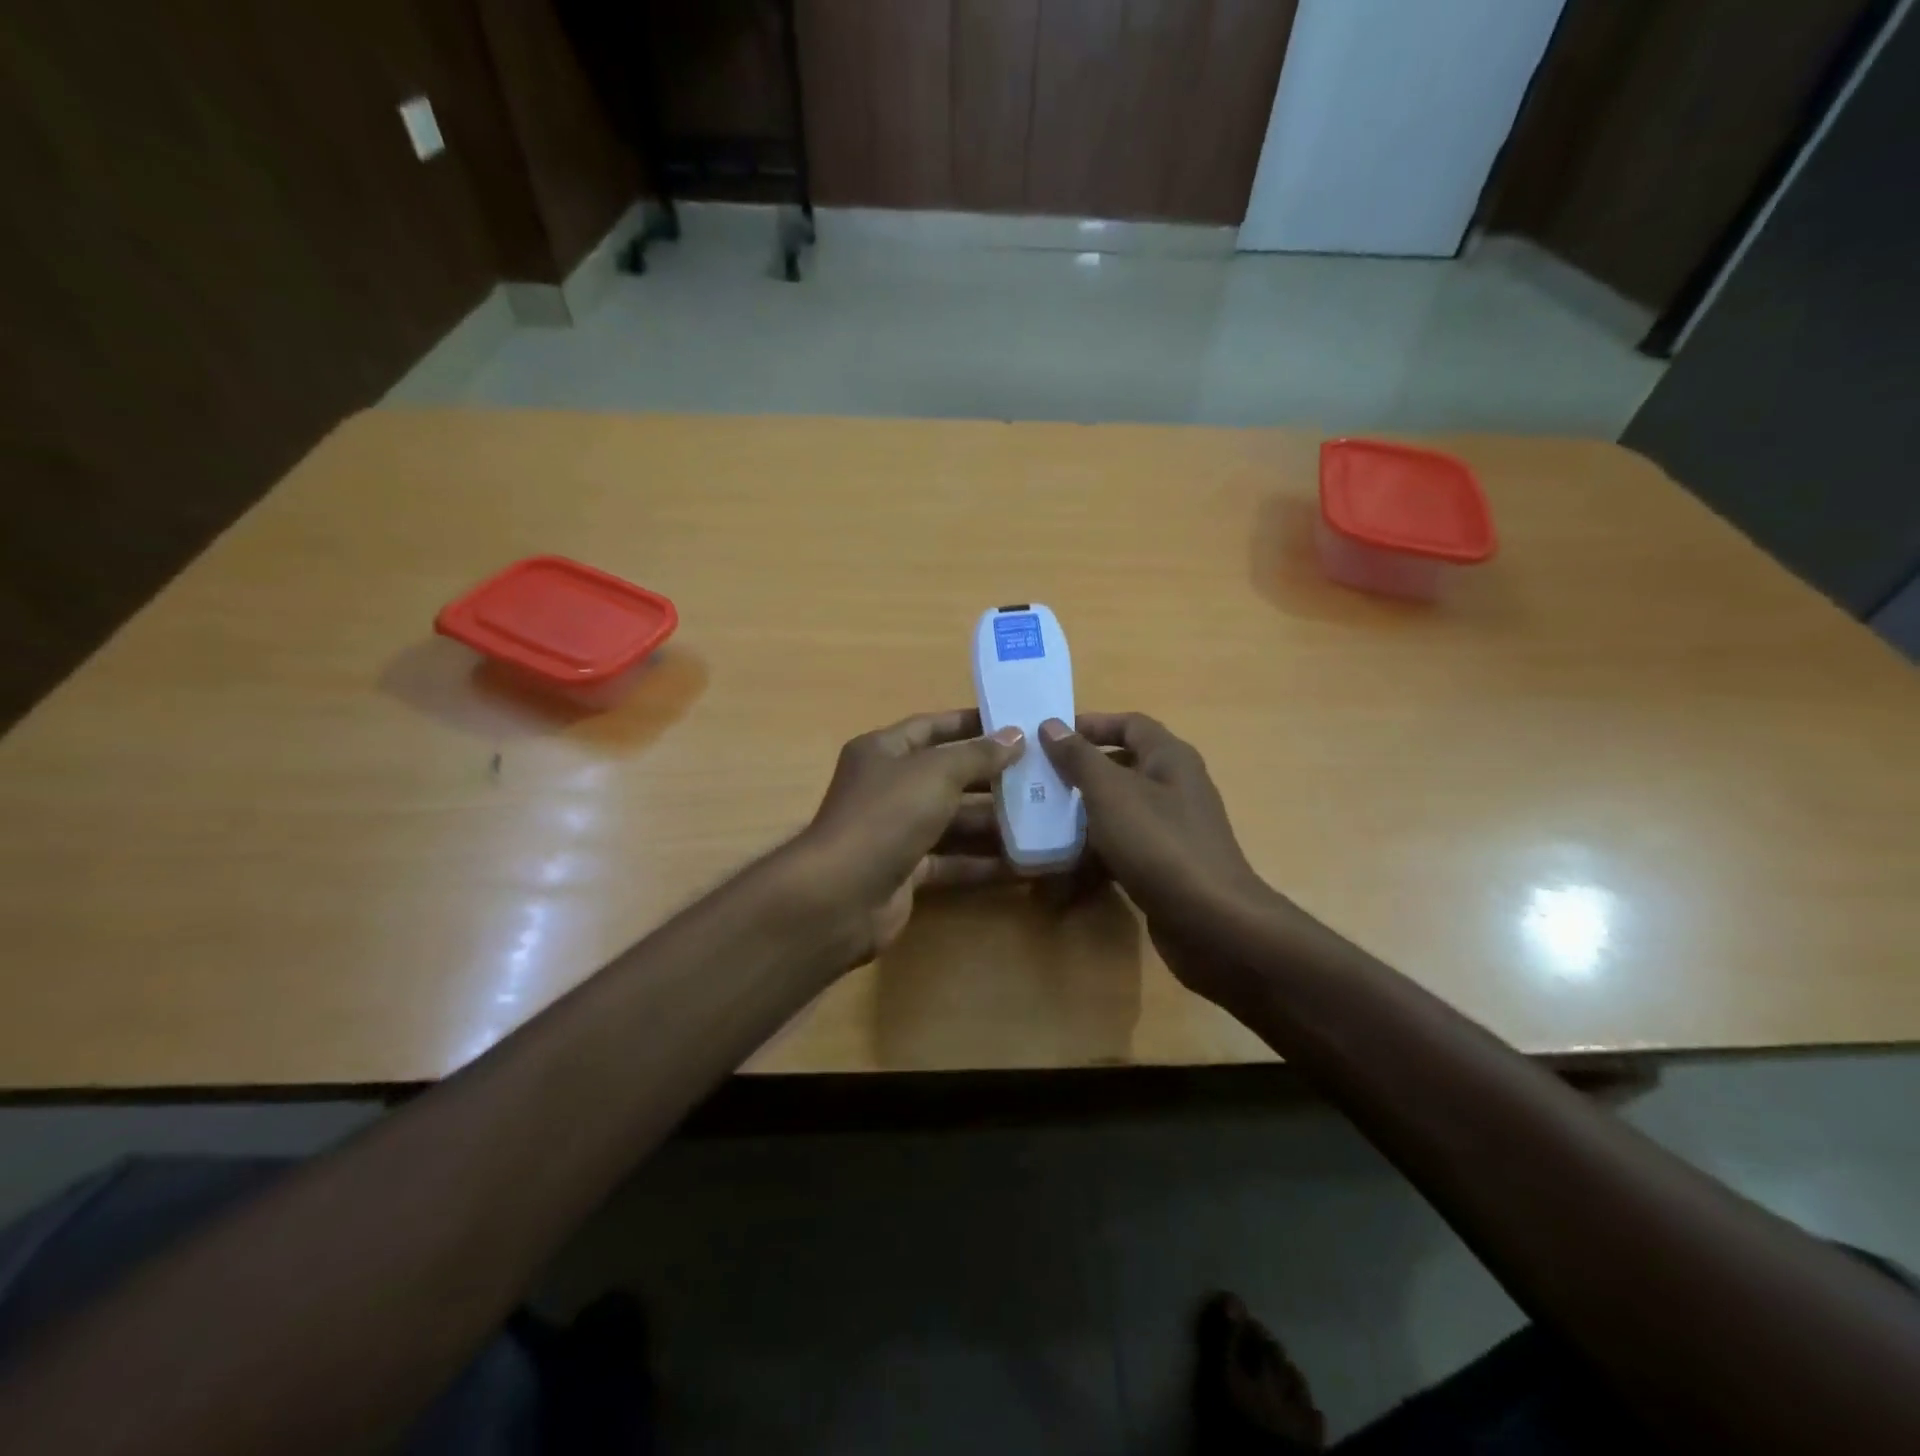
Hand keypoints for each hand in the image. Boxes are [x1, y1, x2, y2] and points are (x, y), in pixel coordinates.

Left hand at [788, 709, 1024, 963]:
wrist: (842, 895)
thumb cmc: (887, 815)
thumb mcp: (936, 773)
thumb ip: (978, 755)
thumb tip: (1016, 737)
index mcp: (884, 751)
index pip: (933, 727)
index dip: (972, 724)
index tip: (1017, 726)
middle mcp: (888, 787)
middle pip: (948, 776)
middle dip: (993, 777)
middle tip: (1042, 777)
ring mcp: (896, 831)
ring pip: (954, 821)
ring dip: (995, 823)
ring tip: (1046, 820)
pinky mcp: (907, 871)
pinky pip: (953, 860)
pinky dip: (984, 862)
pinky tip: (1025, 865)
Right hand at [1040, 712, 1282, 1005]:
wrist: (1211, 922)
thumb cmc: (1159, 843)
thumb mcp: (1110, 792)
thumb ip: (1079, 757)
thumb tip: (1051, 724)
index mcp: (1170, 758)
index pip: (1130, 724)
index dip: (1091, 724)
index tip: (1050, 738)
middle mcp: (1176, 787)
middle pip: (1123, 767)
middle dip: (1081, 772)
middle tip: (1040, 782)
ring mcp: (1173, 829)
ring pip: (1120, 810)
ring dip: (1084, 814)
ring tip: (1043, 823)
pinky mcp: (1166, 865)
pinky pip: (1125, 847)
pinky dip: (1097, 852)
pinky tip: (1065, 868)